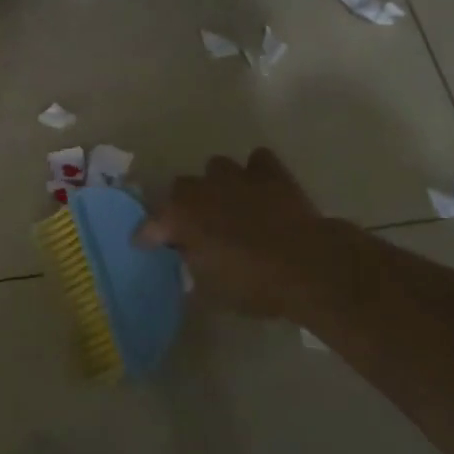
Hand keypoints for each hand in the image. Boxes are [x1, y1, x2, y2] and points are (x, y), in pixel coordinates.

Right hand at [140, 149, 360, 317]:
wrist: (308, 266)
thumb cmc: (254, 284)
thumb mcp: (213, 292)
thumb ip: (194, 270)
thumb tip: (189, 262)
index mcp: (180, 217)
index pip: (151, 225)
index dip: (147, 236)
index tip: (145, 245)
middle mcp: (201, 189)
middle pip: (180, 188)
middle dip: (184, 205)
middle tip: (195, 227)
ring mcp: (236, 176)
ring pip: (216, 168)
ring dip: (217, 184)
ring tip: (229, 203)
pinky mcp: (270, 173)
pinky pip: (257, 161)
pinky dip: (256, 172)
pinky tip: (260, 188)